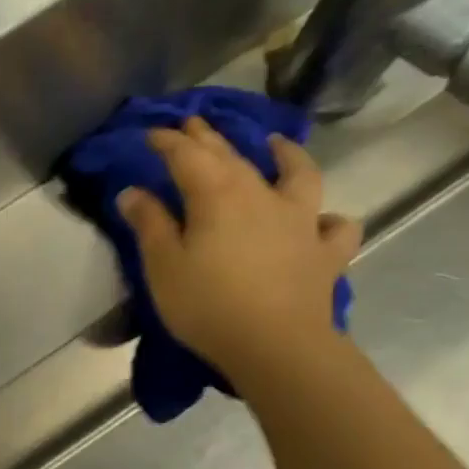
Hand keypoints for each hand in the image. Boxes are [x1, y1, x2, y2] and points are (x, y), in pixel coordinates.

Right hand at [118, 116, 359, 385]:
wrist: (275, 345)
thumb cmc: (207, 304)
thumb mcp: (163, 265)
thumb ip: (149, 224)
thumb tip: (133, 191)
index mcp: (217, 197)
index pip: (188, 157)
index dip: (168, 142)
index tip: (151, 133)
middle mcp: (262, 196)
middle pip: (234, 157)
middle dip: (210, 138)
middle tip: (195, 124)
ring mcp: (301, 221)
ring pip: (298, 175)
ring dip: (286, 155)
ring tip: (275, 144)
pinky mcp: (325, 252)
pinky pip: (334, 226)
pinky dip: (327, 218)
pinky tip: (320, 221)